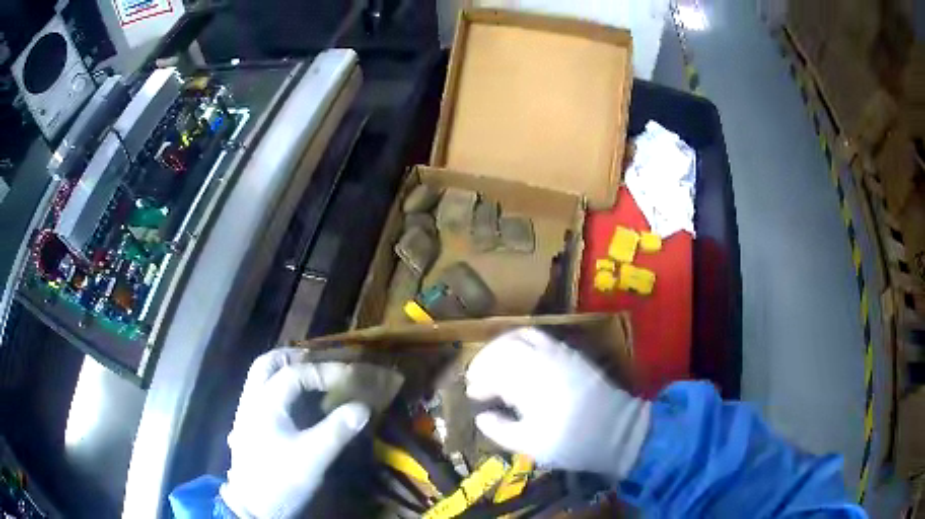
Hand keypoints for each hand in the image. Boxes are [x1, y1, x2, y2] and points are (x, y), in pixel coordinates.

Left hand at [219, 349, 370, 518]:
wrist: (252, 504)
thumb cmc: (280, 479)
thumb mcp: (313, 457)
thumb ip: (337, 431)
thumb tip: (363, 407)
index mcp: (265, 403)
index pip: (294, 373)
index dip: (324, 371)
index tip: (350, 376)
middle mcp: (252, 400)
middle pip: (267, 363)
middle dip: (295, 357)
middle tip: (321, 362)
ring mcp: (246, 411)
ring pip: (260, 376)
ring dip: (284, 368)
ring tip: (309, 374)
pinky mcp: (248, 424)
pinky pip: (261, 391)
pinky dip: (278, 384)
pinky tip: (294, 400)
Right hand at [465, 328, 650, 480]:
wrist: (617, 430)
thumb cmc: (571, 441)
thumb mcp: (530, 444)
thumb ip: (500, 430)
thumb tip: (482, 417)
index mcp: (528, 382)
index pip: (493, 370)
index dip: (478, 381)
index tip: (473, 395)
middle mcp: (541, 359)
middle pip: (504, 345)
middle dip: (485, 360)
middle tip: (478, 378)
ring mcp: (559, 352)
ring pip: (522, 335)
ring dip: (502, 346)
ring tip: (496, 365)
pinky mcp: (572, 353)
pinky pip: (541, 337)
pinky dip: (523, 342)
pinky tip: (522, 362)